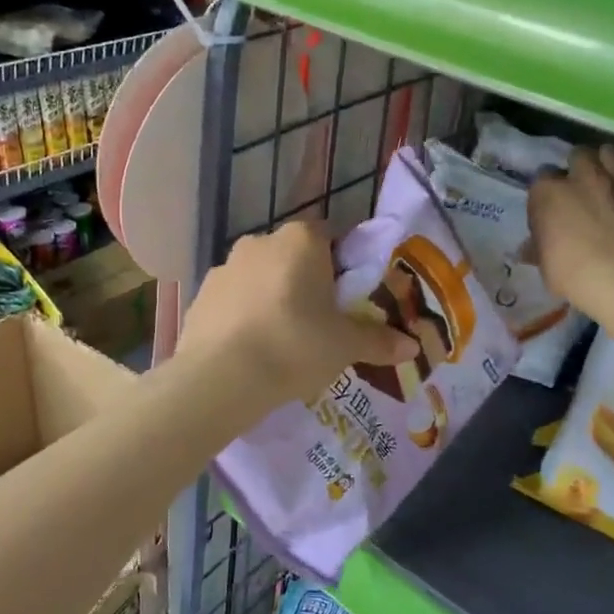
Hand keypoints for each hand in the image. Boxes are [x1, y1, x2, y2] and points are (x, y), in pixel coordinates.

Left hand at [180, 220, 417, 403]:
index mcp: (302, 239)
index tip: (348, 298)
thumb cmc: (295, 345)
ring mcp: (225, 265)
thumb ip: (378, 341)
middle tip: (320, 322)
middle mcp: (261, 241)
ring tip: (283, 340)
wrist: (220, 376)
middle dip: (307, 282)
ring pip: (261, 276)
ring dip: (273, 297)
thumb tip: (412, 347)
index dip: (343, 266)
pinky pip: (233, 299)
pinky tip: (251, 348)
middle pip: (294, 256)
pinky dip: (244, 315)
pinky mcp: (201, 293)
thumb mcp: (345, 346)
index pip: (332, 237)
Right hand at [527, 147, 613, 319]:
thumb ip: (539, 248)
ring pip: (613, 152)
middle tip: (583, 185)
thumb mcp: (545, 265)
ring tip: (613, 177)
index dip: (548, 192)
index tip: (552, 206)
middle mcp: (582, 176)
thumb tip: (528, 249)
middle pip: (578, 155)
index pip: (541, 179)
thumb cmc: (572, 273)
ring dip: (611, 162)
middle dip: (580, 166)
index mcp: (547, 193)